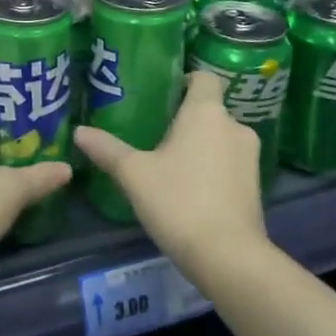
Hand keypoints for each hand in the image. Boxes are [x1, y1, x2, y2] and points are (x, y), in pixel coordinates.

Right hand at [74, 71, 267, 279]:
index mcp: (206, 112)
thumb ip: (107, 149)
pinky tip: (190, 188)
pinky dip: (213, 167)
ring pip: (220, 137)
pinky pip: (230, 162)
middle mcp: (234, 126)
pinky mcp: (256, 185)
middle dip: (185, 118)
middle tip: (154, 132)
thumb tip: (79, 131)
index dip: (184, 79)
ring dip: (200, 144)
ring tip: (170, 162)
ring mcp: (250, 157)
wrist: (230, 258)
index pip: (203, 76)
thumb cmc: (179, 202)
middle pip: (209, 109)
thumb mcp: (134, 174)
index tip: (161, 95)